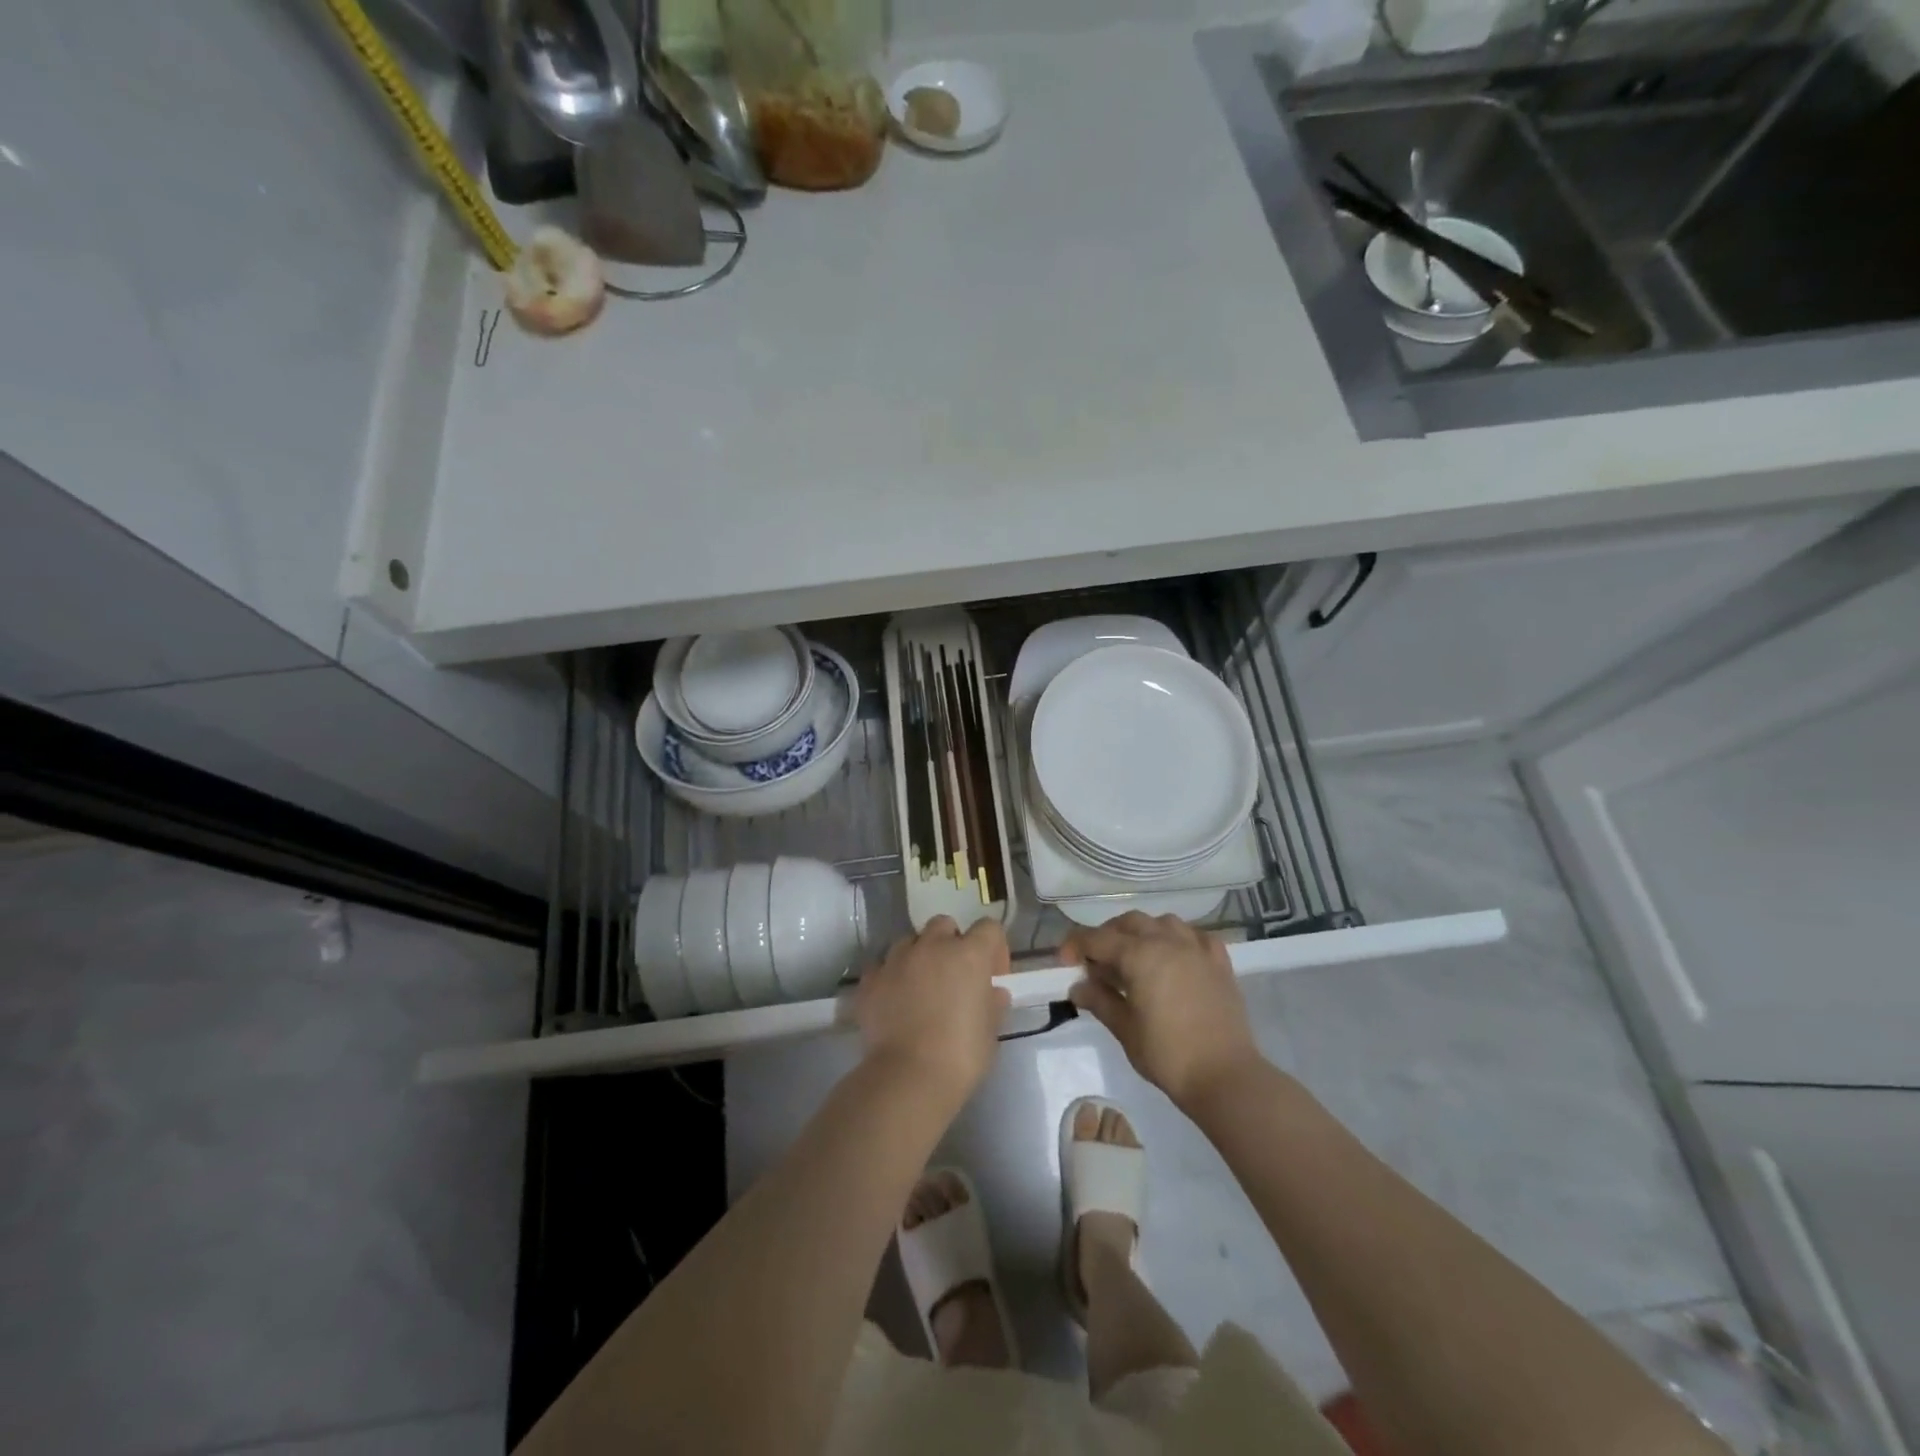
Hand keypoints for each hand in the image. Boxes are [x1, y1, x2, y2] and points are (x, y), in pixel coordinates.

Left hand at [854, 917, 1010, 1102]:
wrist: (908, 1077)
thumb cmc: (961, 1055)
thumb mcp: (991, 1032)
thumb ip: (993, 1004)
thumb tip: (993, 992)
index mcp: (969, 955)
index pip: (989, 928)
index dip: (994, 947)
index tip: (992, 974)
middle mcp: (932, 947)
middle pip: (944, 925)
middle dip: (951, 942)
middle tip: (954, 975)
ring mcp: (897, 960)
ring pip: (910, 942)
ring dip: (919, 956)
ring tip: (920, 986)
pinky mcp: (871, 979)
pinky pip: (882, 966)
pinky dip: (890, 977)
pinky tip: (894, 1000)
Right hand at [1064, 913, 1263, 1110]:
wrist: (1226, 1077)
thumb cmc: (1168, 1055)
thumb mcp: (1125, 1029)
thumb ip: (1100, 1001)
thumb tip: (1077, 987)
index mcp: (1139, 955)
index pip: (1097, 939)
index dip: (1075, 946)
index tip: (1064, 962)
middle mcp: (1167, 941)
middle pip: (1129, 923)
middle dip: (1107, 936)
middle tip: (1096, 962)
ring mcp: (1197, 949)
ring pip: (1163, 923)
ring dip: (1143, 932)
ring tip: (1135, 956)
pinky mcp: (1219, 962)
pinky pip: (1195, 936)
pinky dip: (1180, 940)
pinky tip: (1175, 957)